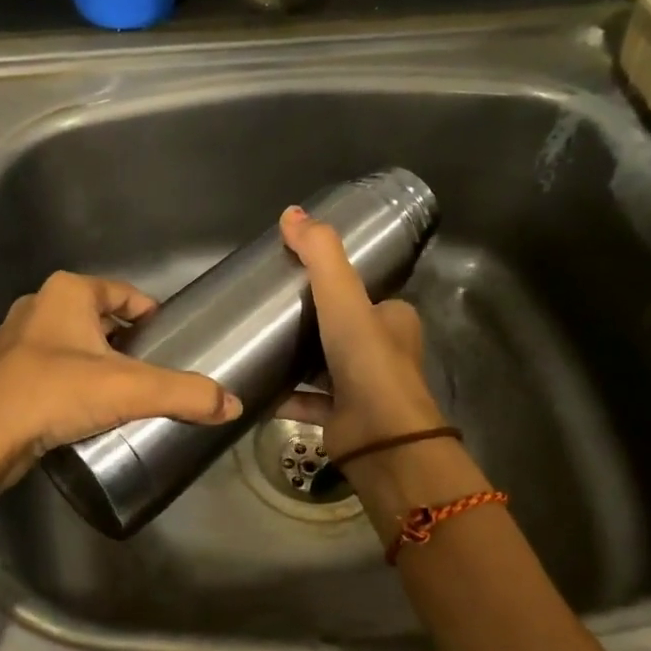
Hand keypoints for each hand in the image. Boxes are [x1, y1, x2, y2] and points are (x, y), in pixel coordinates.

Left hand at [0, 271, 241, 488]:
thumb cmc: (55, 394)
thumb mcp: (129, 390)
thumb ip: (184, 394)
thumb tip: (233, 405)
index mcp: (67, 292)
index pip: (124, 293)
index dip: (151, 314)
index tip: (171, 340)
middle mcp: (38, 305)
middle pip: (99, 317)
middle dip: (126, 341)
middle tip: (153, 371)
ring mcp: (16, 338)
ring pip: (73, 342)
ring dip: (98, 361)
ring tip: (125, 392)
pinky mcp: (3, 370)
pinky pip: (51, 365)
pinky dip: (72, 379)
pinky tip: (86, 406)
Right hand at [277, 205, 445, 460]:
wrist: (381, 439)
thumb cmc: (367, 361)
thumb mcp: (343, 298)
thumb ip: (319, 255)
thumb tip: (290, 212)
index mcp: (393, 320)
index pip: (363, 295)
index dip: (333, 286)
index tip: (294, 280)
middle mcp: (383, 352)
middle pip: (341, 329)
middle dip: (309, 323)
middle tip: (269, 312)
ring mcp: (363, 388)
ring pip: (323, 365)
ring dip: (296, 359)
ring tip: (257, 344)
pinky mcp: (343, 418)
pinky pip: (308, 399)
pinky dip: (286, 394)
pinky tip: (258, 386)